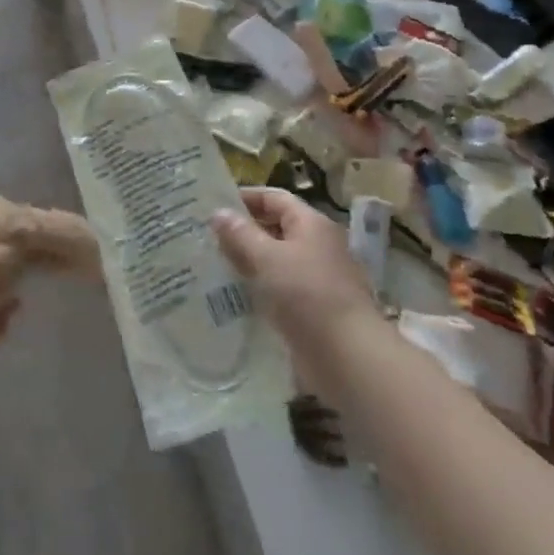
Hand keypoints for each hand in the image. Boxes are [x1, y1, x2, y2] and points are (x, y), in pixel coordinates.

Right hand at [213, 188, 378, 366]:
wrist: (346, 356)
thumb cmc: (306, 295)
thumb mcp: (266, 258)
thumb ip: (240, 234)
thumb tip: (219, 212)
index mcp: (311, 224)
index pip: (275, 198)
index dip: (245, 198)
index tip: (213, 206)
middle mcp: (318, 246)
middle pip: (276, 228)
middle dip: (243, 231)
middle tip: (207, 236)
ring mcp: (318, 278)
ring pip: (276, 260)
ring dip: (248, 261)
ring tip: (213, 264)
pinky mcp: (313, 308)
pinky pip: (280, 288)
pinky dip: (259, 287)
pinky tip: (234, 295)